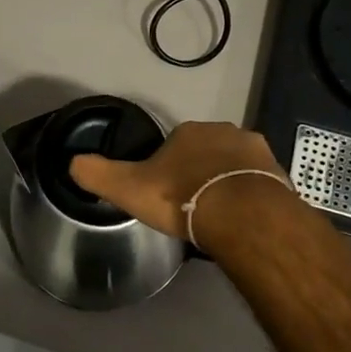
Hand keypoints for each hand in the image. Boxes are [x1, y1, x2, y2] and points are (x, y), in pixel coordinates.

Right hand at [69, 121, 285, 239]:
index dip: (169, 167)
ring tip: (221, 215)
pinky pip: (259, 182)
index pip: (175, 144)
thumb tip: (72, 163)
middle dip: (201, 171)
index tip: (167, 192)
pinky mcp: (278, 172)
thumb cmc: (182, 197)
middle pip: (207, 151)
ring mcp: (254, 151)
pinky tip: (245, 219)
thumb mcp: (130, 188)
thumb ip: (100, 174)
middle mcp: (224, 131)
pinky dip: (252, 196)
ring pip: (235, 165)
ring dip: (228, 182)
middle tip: (194, 204)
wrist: (241, 215)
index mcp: (188, 132)